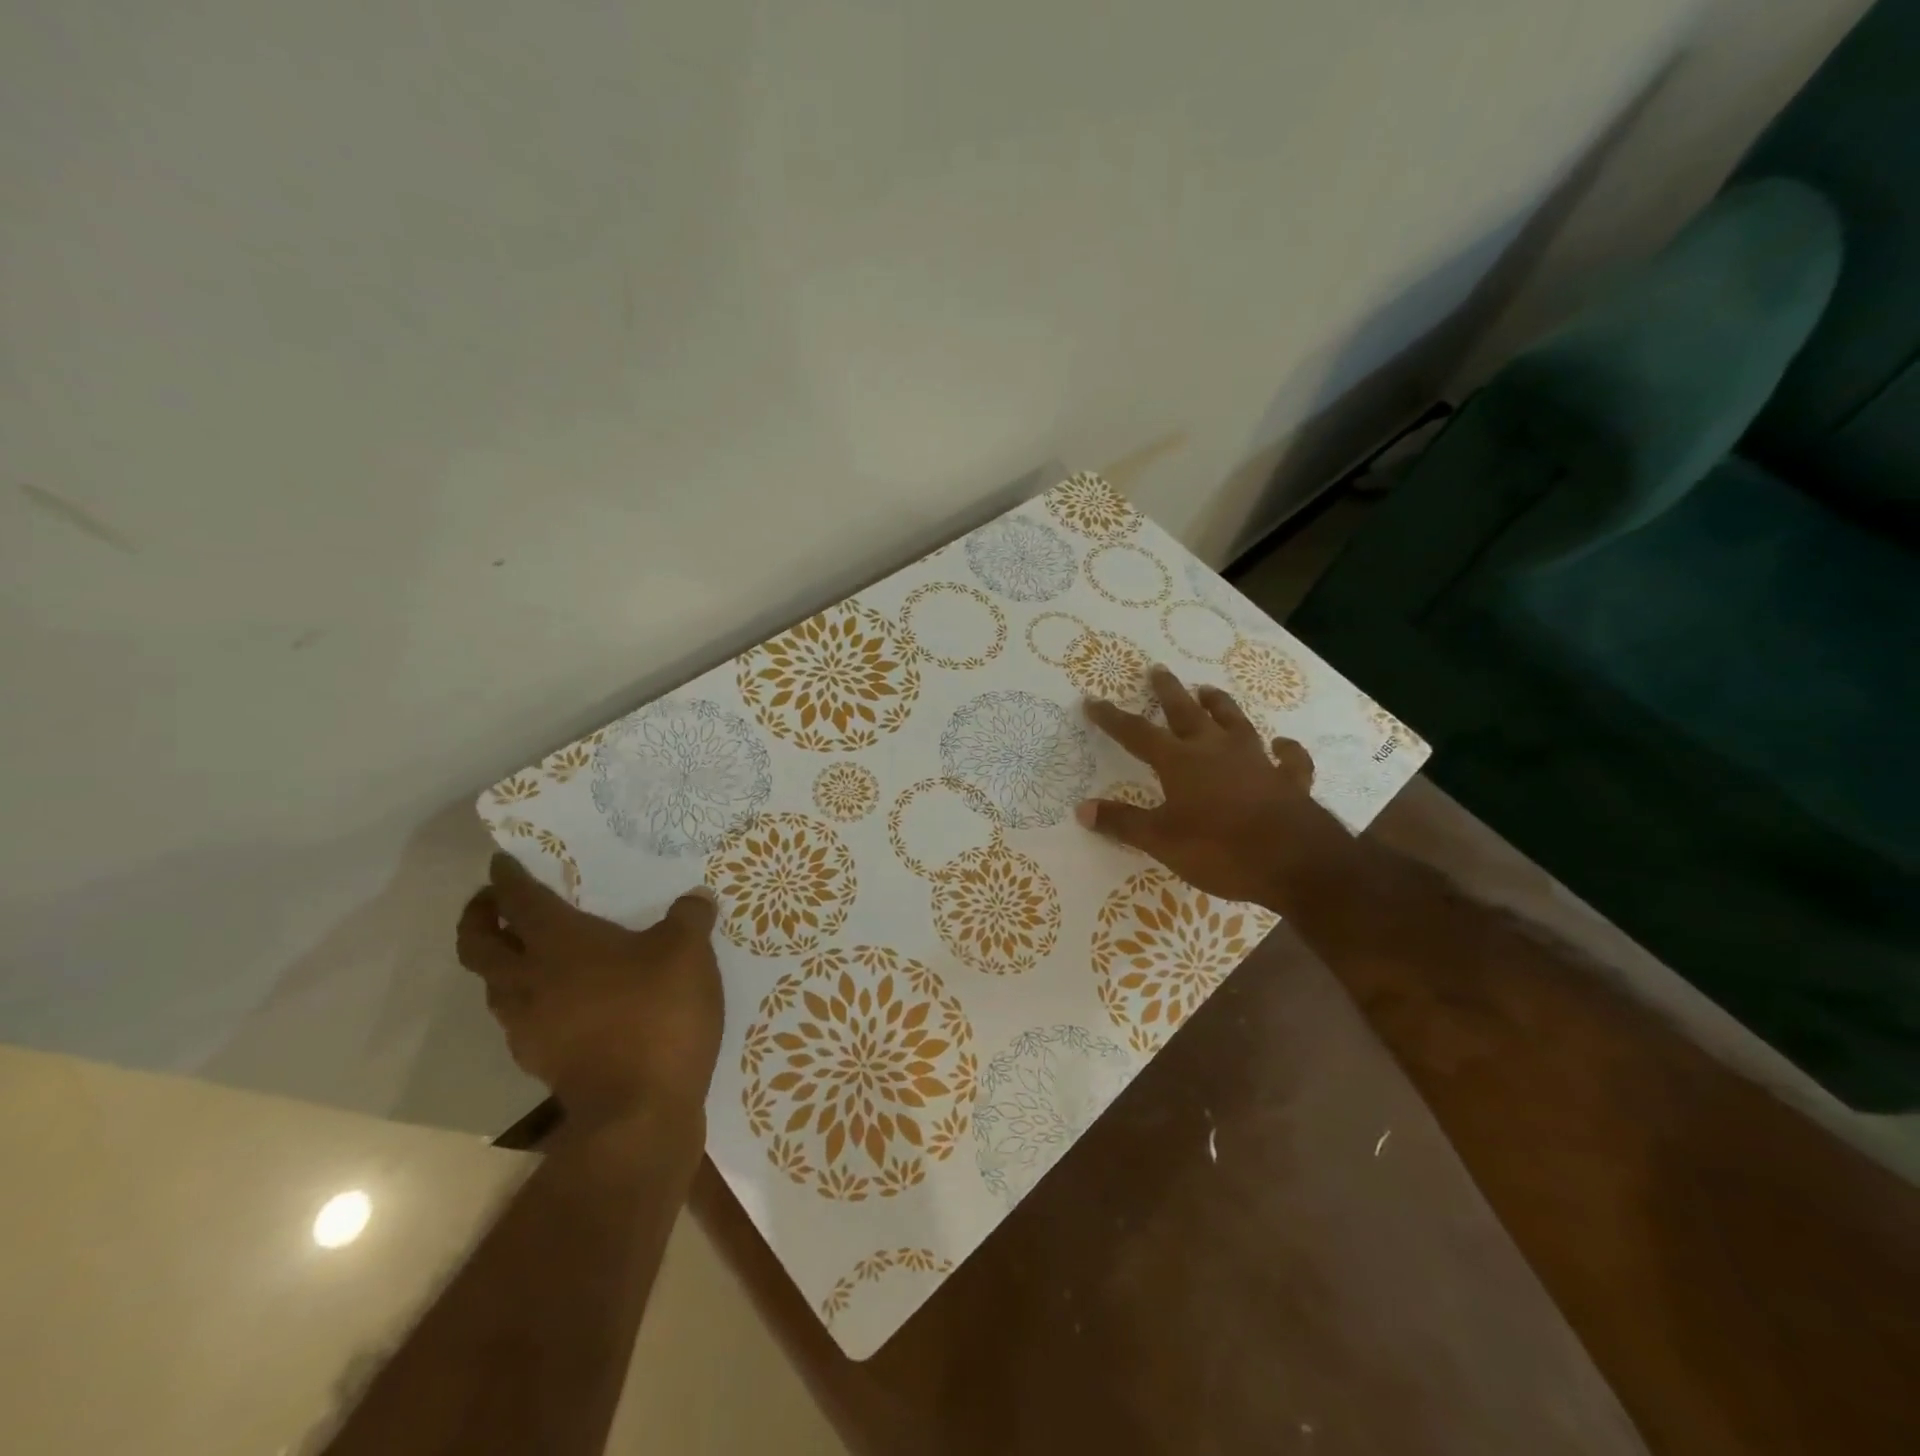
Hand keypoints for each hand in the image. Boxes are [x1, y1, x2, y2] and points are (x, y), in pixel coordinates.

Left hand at [456, 854, 723, 1128]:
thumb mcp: (688, 953)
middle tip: (490, 903)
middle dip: (478, 919)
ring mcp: (528, 1026)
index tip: (500, 861)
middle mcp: (531, 980)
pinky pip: (518, 1019)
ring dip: (498, 963)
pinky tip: (559, 1003)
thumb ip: (690, 918)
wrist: (639, 1111)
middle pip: (479, 946)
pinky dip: (526, 1001)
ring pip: (493, 986)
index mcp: (561, 944)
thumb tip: (695, 898)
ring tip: (524, 952)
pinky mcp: (541, 1061)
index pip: (520, 901)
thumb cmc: (659, 1015)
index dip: (506, 878)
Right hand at [1076, 666, 1348, 909]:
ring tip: (1208, 689)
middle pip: (1187, 713)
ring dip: (1220, 705)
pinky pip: (1288, 758)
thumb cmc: (1220, 850)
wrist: (1296, 863)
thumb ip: (1123, 823)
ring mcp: (1256, 761)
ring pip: (1235, 722)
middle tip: (1158, 670)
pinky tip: (1282, 743)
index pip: (1137, 734)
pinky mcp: (1289, 780)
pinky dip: (1285, 749)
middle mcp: (1216, 750)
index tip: (1093, 701)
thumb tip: (1082, 809)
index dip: (1113, 719)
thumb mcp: (1161, 841)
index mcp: (1180, 762)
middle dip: (1169, 692)